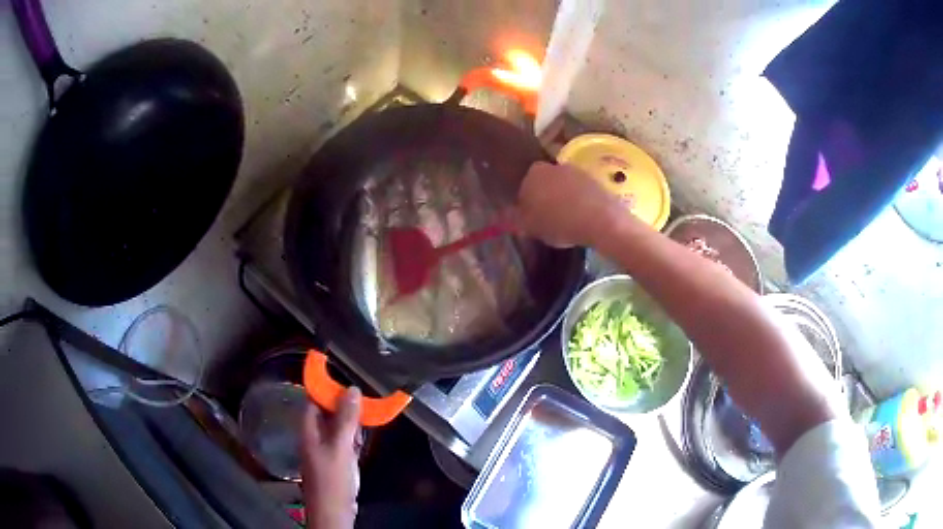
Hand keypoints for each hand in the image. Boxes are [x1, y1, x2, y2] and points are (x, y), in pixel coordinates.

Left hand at [300, 387, 361, 528]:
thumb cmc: (333, 478)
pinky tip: (362, 440)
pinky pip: (343, 442)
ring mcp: (324, 450)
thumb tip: (351, 388)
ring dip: (350, 422)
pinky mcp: (335, 461)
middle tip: (363, 401)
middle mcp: (313, 436)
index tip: (343, 376)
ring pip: (336, 427)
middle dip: (342, 405)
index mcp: (308, 429)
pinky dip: (353, 437)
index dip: (325, 386)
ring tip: (367, 418)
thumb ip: (345, 419)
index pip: (312, 399)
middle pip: (325, 412)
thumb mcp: (340, 446)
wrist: (333, 511)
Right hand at [517, 161, 624, 246]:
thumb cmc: (559, 223)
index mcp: (533, 173)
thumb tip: (505, 216)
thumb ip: (516, 219)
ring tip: (567, 222)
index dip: (526, 202)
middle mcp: (554, 166)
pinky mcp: (595, 181)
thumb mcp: (530, 227)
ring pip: (564, 187)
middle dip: (545, 198)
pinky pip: (581, 193)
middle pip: (545, 183)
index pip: (524, 185)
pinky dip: (580, 203)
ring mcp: (577, 171)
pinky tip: (582, 220)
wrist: (601, 220)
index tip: (530, 217)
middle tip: (547, 220)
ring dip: (564, 200)